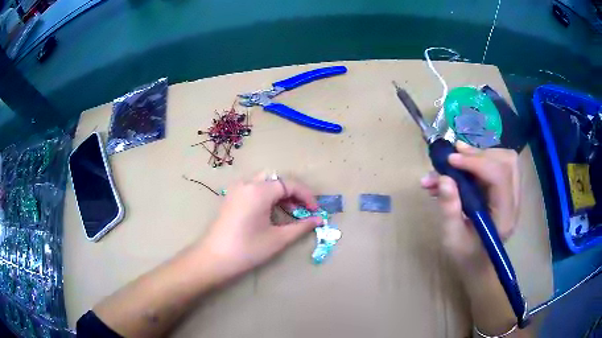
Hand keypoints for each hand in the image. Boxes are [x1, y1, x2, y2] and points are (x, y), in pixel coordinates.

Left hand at [198, 173, 321, 281]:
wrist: (214, 259)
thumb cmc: (248, 249)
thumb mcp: (278, 239)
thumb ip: (301, 226)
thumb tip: (319, 219)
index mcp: (259, 191)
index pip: (289, 184)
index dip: (306, 195)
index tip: (316, 210)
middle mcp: (247, 183)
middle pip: (276, 179)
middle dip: (292, 192)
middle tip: (302, 210)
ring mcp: (236, 189)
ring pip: (264, 181)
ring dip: (279, 192)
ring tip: (289, 211)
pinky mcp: (231, 197)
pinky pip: (253, 188)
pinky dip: (266, 194)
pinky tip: (270, 211)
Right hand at [420, 142, 519, 271]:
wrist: (478, 265)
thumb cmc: (466, 256)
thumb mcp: (452, 237)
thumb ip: (449, 209)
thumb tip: (443, 178)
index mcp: (504, 217)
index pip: (500, 176)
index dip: (476, 163)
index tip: (450, 161)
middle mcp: (513, 202)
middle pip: (507, 162)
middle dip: (479, 154)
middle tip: (454, 158)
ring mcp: (511, 195)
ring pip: (504, 160)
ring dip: (479, 155)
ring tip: (456, 160)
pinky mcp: (504, 191)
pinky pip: (497, 166)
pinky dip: (479, 161)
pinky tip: (461, 166)